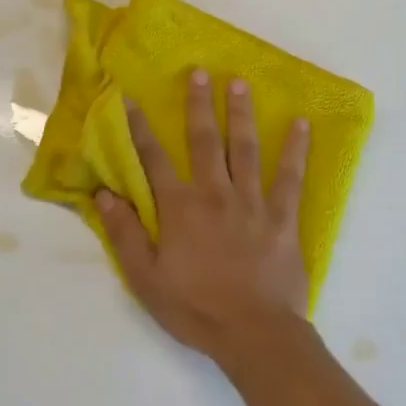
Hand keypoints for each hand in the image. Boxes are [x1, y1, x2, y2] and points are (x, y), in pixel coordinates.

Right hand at [97, 70, 312, 367]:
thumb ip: (124, 234)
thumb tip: (103, 194)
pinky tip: (302, 125)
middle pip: (204, 141)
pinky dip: (296, 149)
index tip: (133, 99)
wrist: (254, 333)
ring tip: (240, 83)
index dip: (141, 129)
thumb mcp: (145, 279)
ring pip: (245, 148)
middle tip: (199, 72)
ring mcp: (253, 201)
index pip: (154, 160)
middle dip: (199, 105)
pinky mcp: (283, 216)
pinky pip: (291, 176)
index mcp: (180, 208)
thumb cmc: (195, 308)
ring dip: (241, 114)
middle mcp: (215, 193)